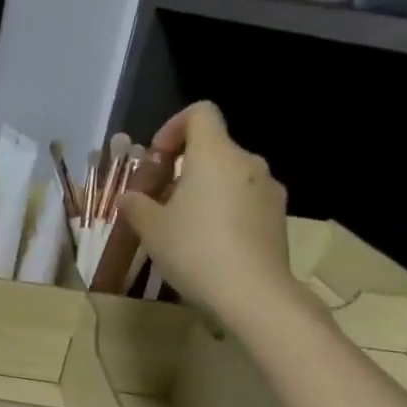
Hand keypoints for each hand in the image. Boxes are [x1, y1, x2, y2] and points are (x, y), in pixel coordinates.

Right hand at [117, 101, 298, 328]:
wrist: (253, 293)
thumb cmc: (194, 249)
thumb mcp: (150, 228)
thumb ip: (135, 205)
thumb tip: (128, 197)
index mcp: (215, 154)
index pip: (199, 113)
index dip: (173, 127)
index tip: (156, 160)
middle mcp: (247, 163)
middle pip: (213, 148)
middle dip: (183, 168)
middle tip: (159, 200)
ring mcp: (268, 190)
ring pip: (229, 176)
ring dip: (204, 191)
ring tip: (182, 226)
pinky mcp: (278, 218)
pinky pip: (244, 200)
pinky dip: (224, 210)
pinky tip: (208, 244)